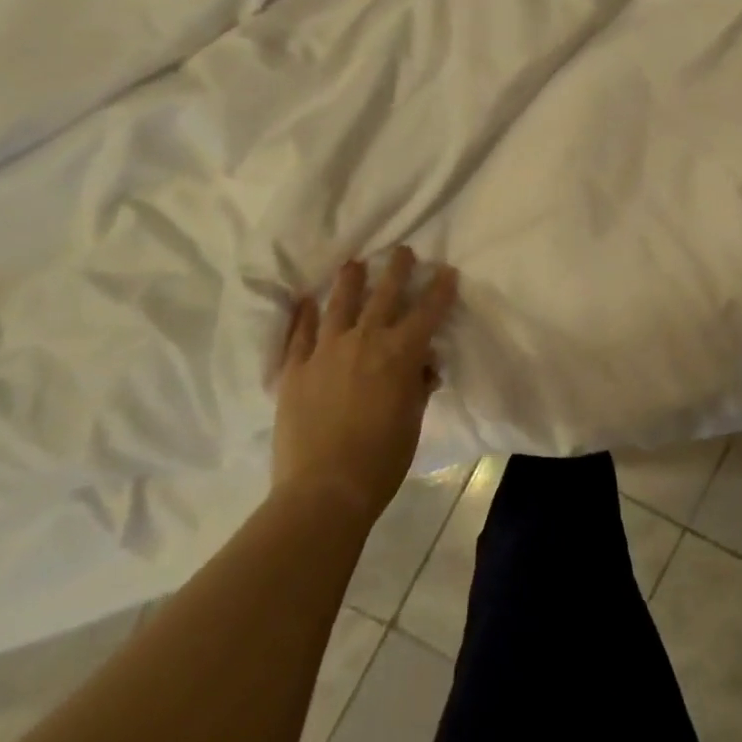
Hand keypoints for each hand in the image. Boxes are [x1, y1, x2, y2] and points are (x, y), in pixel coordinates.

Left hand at [269, 247, 456, 527]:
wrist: (324, 490)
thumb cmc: (381, 460)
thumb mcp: (412, 421)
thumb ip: (417, 386)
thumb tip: (422, 366)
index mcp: (400, 353)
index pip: (427, 311)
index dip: (439, 289)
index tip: (446, 271)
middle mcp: (365, 340)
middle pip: (384, 294)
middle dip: (397, 269)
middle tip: (402, 251)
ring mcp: (326, 351)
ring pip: (340, 303)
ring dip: (350, 280)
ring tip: (354, 264)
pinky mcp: (295, 369)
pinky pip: (299, 334)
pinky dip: (304, 315)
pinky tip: (306, 301)